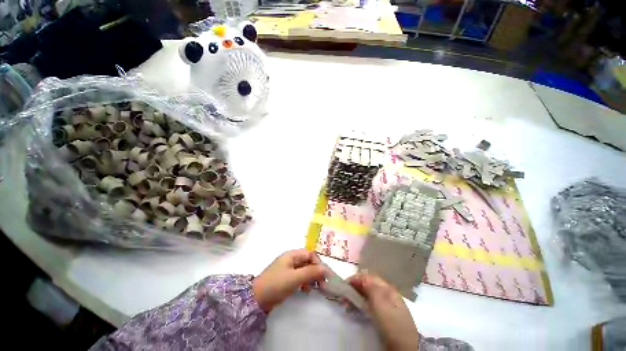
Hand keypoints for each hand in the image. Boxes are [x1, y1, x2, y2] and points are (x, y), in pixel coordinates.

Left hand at [252, 249, 326, 312]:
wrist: (256, 299)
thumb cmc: (276, 284)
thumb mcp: (295, 278)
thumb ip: (311, 272)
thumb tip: (326, 269)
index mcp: (292, 255)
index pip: (309, 254)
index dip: (317, 263)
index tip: (324, 274)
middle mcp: (290, 259)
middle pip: (307, 261)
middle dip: (315, 271)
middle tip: (321, 283)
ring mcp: (287, 269)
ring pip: (304, 269)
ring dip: (310, 277)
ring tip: (313, 288)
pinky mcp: (285, 278)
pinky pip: (299, 276)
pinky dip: (304, 282)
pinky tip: (305, 290)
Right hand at [348, 273, 418, 350]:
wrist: (405, 346)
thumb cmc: (392, 322)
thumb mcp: (381, 303)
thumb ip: (371, 287)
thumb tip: (361, 276)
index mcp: (387, 288)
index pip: (369, 277)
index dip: (356, 278)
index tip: (345, 284)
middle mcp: (386, 293)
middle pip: (368, 284)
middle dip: (355, 286)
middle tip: (344, 293)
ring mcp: (385, 304)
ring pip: (368, 294)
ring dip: (357, 295)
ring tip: (348, 301)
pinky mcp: (383, 315)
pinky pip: (369, 303)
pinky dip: (361, 303)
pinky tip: (356, 308)